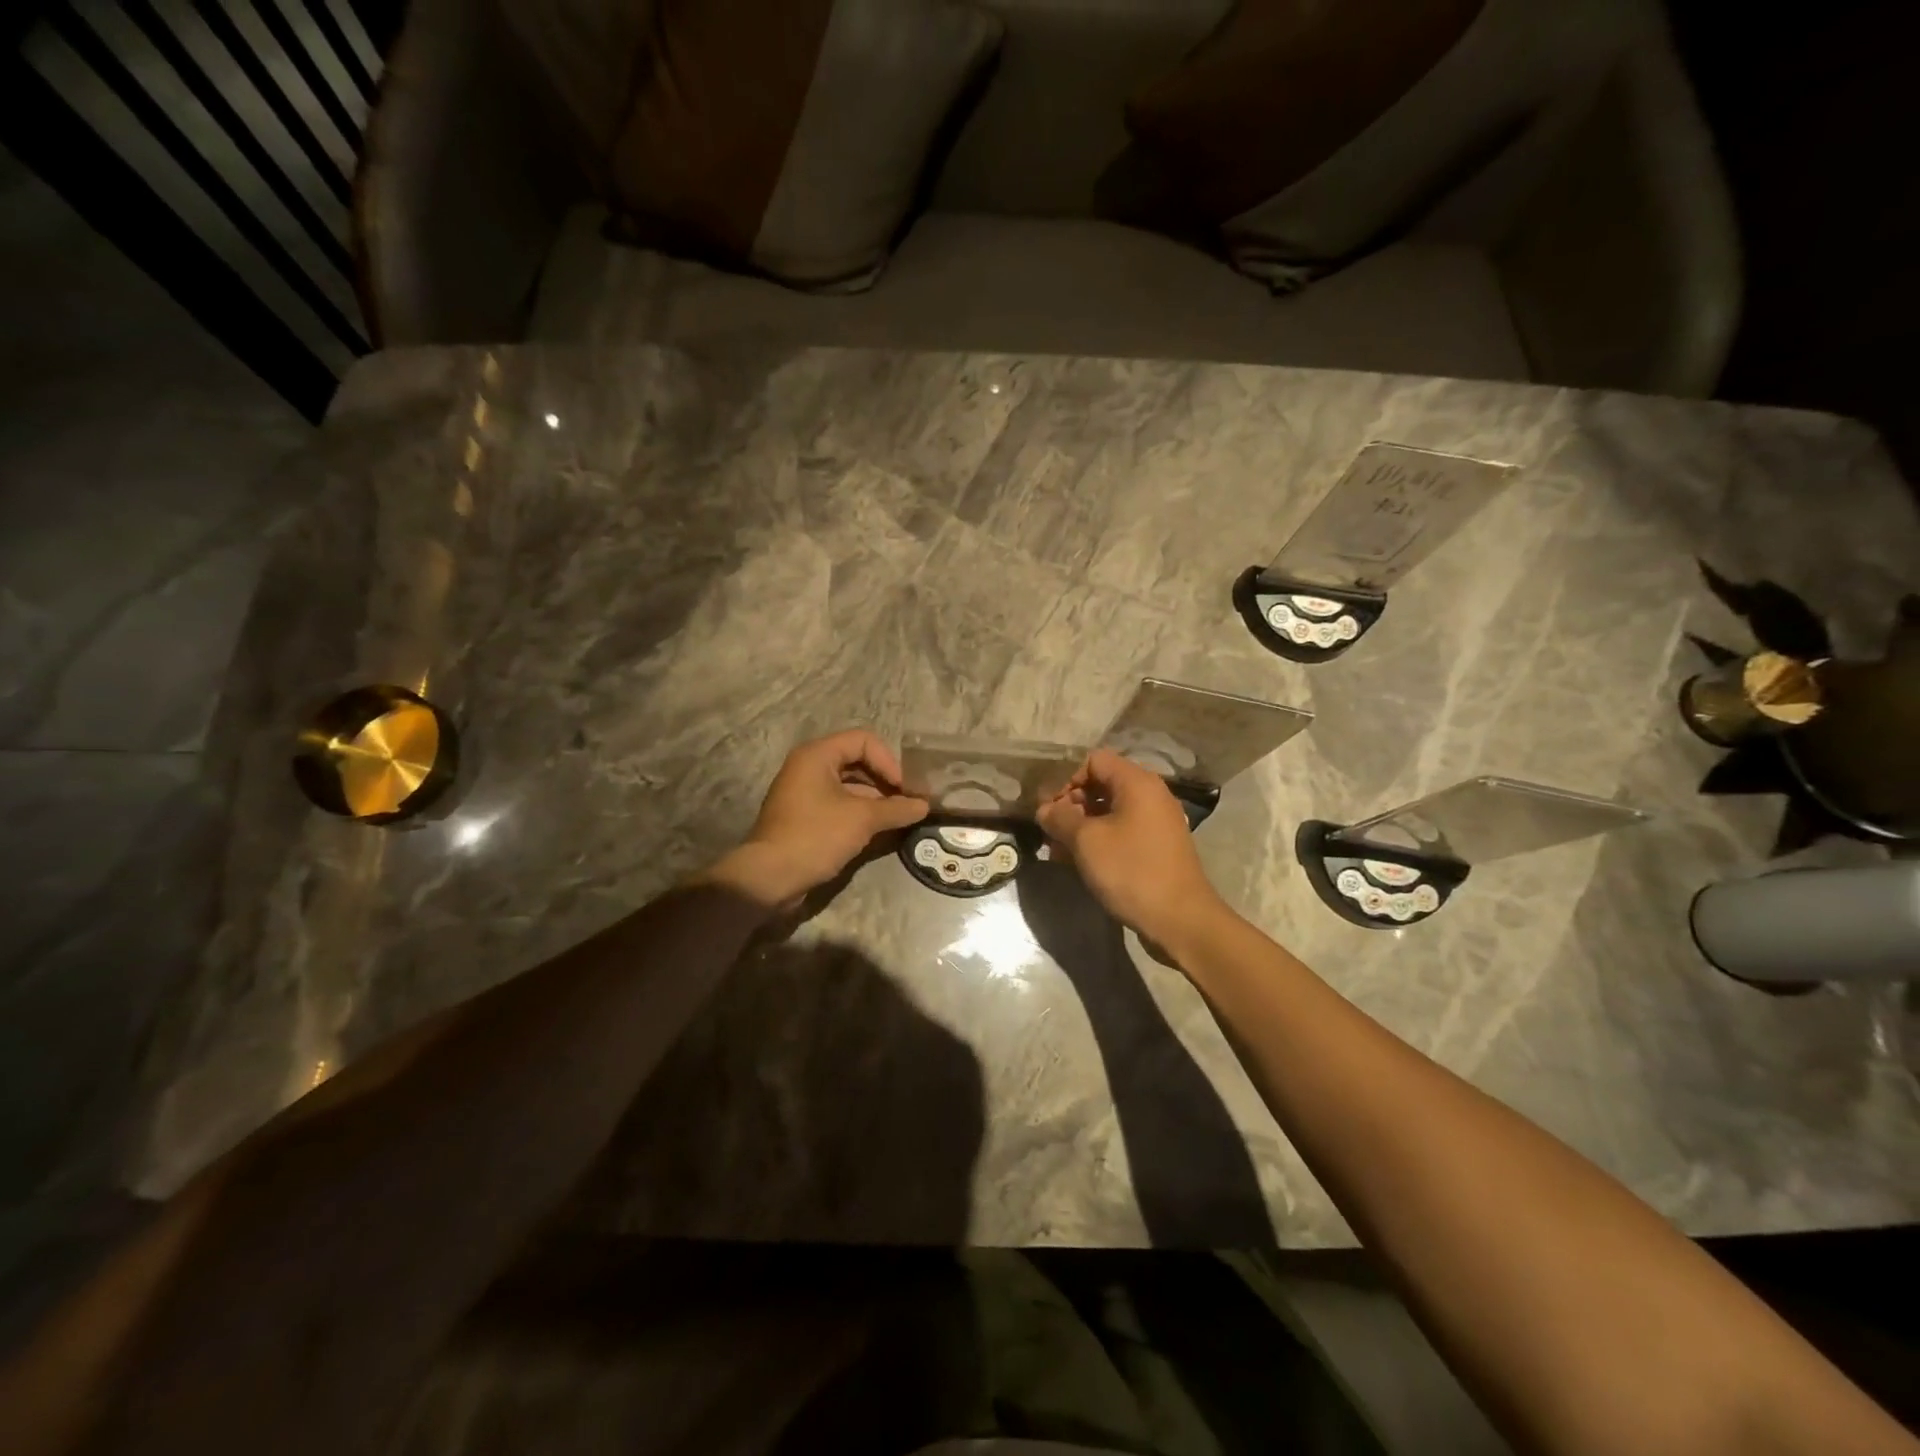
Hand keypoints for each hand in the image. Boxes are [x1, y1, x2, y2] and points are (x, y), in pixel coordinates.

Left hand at [703, 730, 927, 906]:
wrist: (769, 878)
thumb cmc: (815, 836)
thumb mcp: (862, 820)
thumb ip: (896, 809)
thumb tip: (924, 805)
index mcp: (817, 755)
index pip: (864, 741)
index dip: (889, 761)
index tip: (904, 788)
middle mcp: (809, 767)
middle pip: (858, 761)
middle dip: (885, 780)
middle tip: (908, 802)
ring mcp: (805, 792)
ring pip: (850, 786)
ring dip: (876, 799)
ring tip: (900, 817)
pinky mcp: (806, 816)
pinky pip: (840, 804)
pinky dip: (861, 813)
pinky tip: (880, 830)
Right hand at [1037, 749, 1227, 945]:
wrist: (1180, 920)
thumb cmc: (1131, 871)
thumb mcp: (1086, 842)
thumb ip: (1060, 818)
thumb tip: (1044, 810)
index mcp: (1137, 782)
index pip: (1095, 761)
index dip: (1068, 780)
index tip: (1053, 810)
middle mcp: (1151, 795)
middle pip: (1102, 785)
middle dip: (1071, 806)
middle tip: (1051, 832)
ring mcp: (1156, 822)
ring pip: (1109, 812)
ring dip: (1082, 827)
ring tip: (1059, 852)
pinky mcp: (1157, 847)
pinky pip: (1122, 832)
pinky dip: (1100, 841)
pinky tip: (1080, 864)